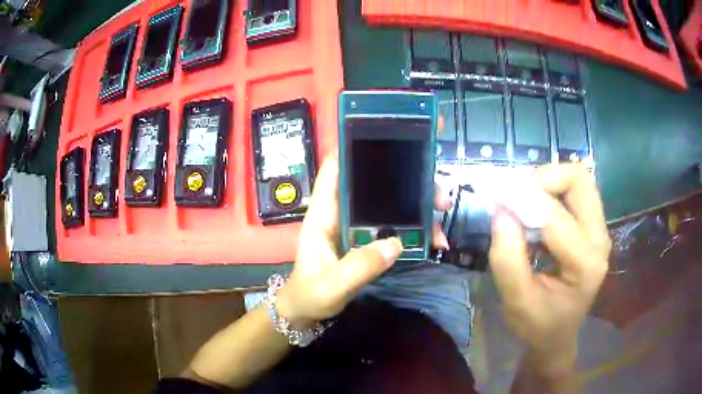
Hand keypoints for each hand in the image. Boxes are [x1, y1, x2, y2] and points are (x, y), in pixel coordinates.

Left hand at [277, 153, 449, 326]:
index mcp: (324, 213)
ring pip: (390, 204)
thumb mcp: (331, 284)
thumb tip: (395, 243)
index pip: (334, 169)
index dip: (353, 148)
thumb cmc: (310, 294)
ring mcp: (357, 226)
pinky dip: (416, 230)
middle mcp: (342, 213)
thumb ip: (358, 267)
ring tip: (442, 212)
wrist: (307, 312)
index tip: (387, 137)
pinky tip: (434, 239)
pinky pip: (395, 227)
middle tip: (437, 193)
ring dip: (418, 205)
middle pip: (374, 184)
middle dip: (407, 181)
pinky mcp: (368, 240)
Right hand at [489, 164, 610, 363]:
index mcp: (585, 264)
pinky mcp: (594, 226)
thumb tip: (501, 209)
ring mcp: (600, 230)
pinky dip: (553, 190)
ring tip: (526, 200)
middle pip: (579, 181)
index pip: (556, 217)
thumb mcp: (516, 301)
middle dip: (544, 178)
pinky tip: (537, 209)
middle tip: (517, 194)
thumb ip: (507, 258)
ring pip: (579, 180)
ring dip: (549, 181)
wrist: (558, 334)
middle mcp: (599, 239)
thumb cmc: (537, 324)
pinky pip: (576, 191)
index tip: (497, 196)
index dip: (524, 201)